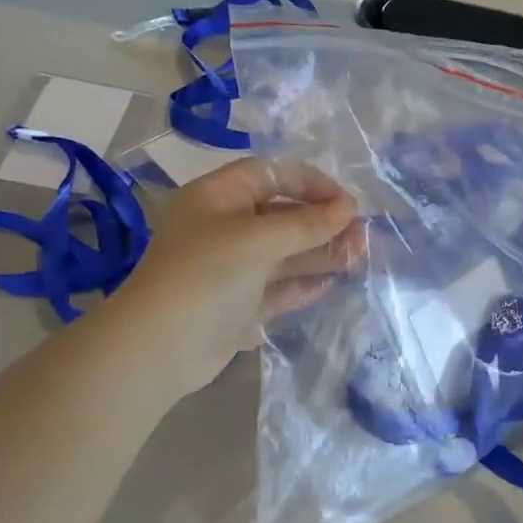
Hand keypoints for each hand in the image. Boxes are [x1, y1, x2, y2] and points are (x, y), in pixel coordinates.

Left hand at [110, 157, 363, 395]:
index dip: (311, 183)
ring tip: (358, 259)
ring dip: (319, 254)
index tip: (346, 203)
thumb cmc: (205, 275)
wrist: (161, 347)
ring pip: (284, 253)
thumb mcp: (257, 240)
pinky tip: (332, 284)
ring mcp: (232, 268)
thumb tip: (348, 208)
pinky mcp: (239, 304)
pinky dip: (303, 285)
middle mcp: (225, 227)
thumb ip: (305, 224)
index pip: (271, 175)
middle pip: (282, 215)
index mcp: (218, 197)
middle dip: (322, 223)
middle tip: (362, 237)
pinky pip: (278, 287)